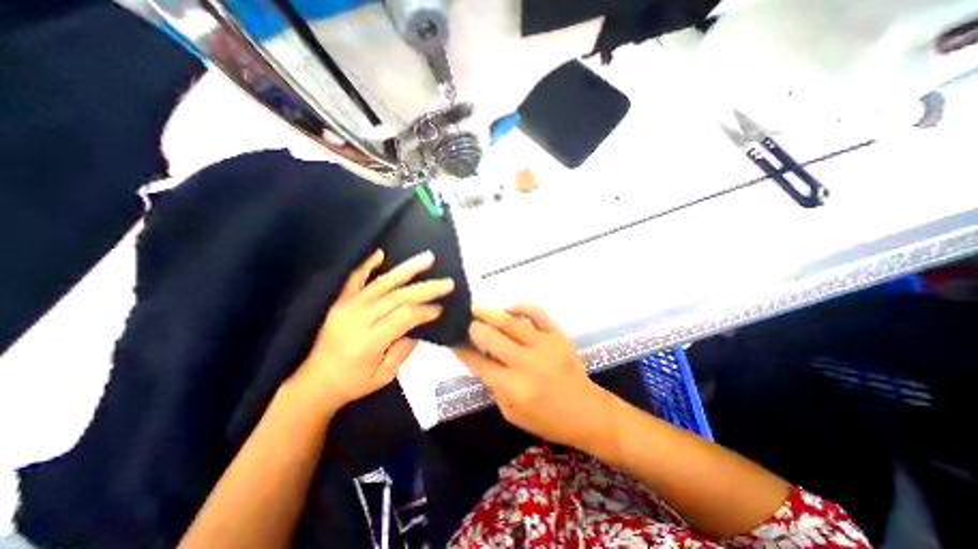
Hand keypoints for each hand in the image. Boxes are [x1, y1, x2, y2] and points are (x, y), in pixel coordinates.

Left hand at [287, 247, 456, 410]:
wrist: (314, 382)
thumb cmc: (352, 383)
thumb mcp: (383, 377)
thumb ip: (402, 351)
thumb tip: (417, 328)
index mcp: (369, 341)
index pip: (404, 316)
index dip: (425, 311)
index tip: (440, 309)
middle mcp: (359, 319)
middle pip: (398, 297)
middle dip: (426, 289)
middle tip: (447, 283)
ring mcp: (348, 307)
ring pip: (383, 283)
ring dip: (407, 269)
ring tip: (427, 258)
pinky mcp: (340, 302)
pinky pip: (354, 279)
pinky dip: (367, 264)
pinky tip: (380, 252)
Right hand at [455, 304, 613, 449]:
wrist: (586, 412)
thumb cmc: (546, 419)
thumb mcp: (511, 413)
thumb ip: (494, 386)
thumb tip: (480, 359)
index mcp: (512, 387)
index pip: (478, 363)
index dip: (461, 350)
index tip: (452, 340)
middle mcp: (525, 363)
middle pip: (491, 338)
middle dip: (473, 327)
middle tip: (464, 321)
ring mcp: (543, 346)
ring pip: (511, 323)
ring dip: (490, 313)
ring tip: (476, 307)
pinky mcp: (557, 336)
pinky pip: (538, 314)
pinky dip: (523, 307)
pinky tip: (510, 307)